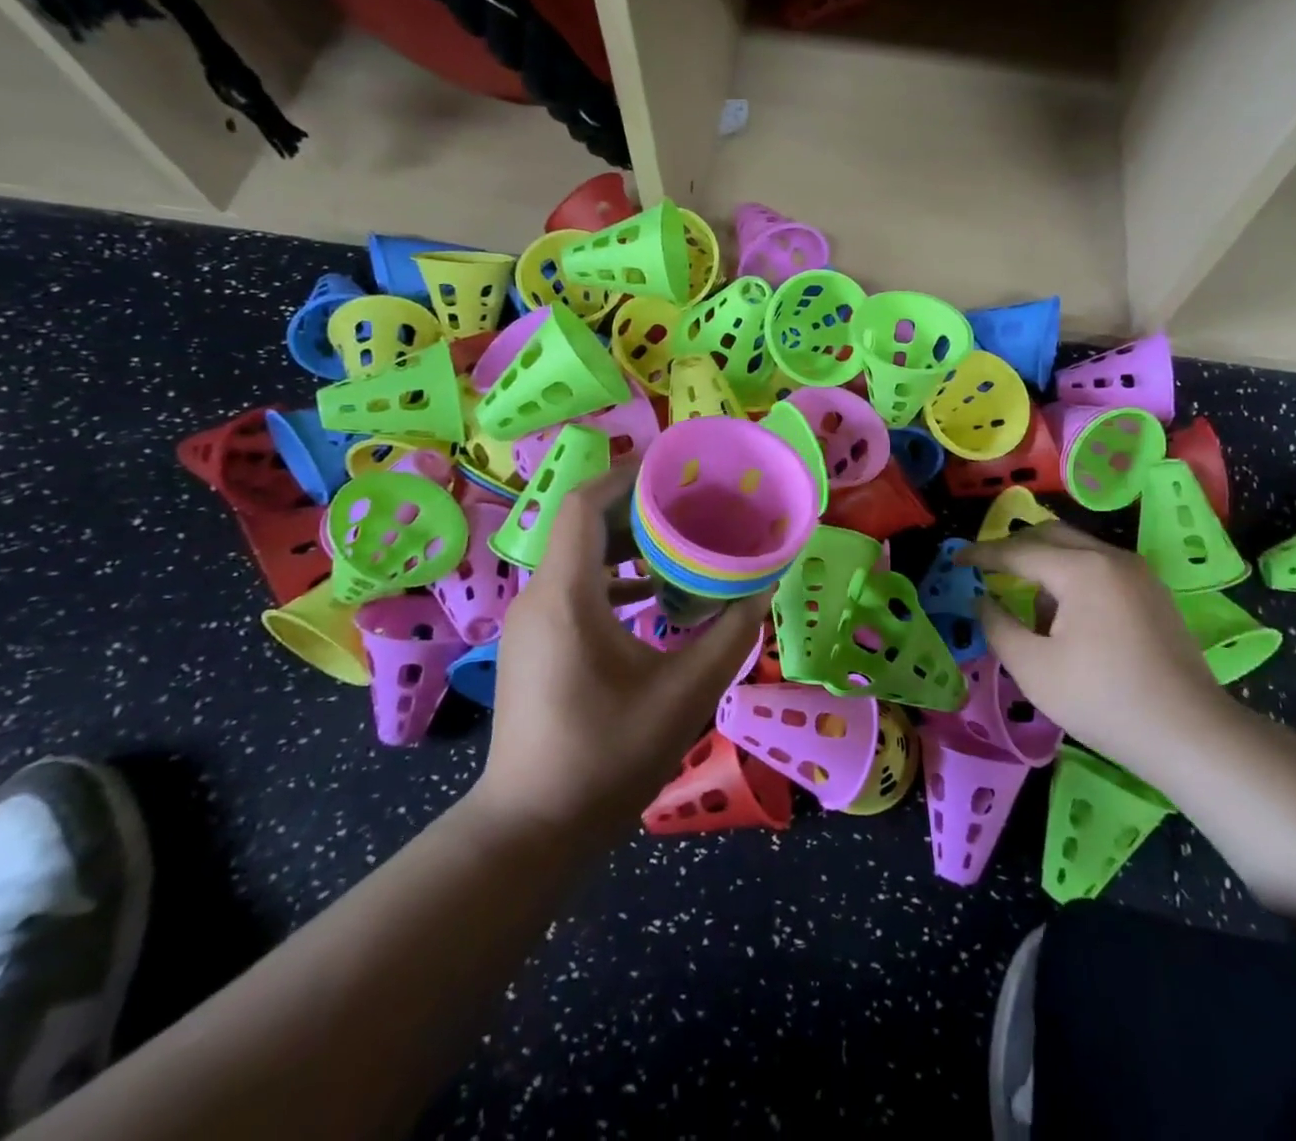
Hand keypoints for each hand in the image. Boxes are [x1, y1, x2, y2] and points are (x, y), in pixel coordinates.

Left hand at [469, 462, 769, 840]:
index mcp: (567, 596)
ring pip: (579, 557)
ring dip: (627, 542)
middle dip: (636, 504)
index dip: (628, 475)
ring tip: (681, 540)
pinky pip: (575, 588)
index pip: (584, 504)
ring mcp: (532, 623)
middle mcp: (540, 597)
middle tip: (692, 499)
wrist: (533, 830)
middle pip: (583, 524)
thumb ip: (731, 634)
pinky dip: (614, 578)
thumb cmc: (608, 756)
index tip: (676, 466)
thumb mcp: (686, 692)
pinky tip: (654, 595)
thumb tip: (763, 587)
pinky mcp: (536, 646)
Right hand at [958, 522, 1234, 781]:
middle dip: (1014, 548)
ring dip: (1045, 564)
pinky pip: (1100, 567)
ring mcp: (1139, 573)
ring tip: (1027, 605)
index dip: (982, 555)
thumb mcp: (1033, 669)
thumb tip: (982, 600)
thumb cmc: (1103, 700)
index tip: (956, 560)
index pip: (1018, 551)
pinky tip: (1067, 617)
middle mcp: (1111, 557)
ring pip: (1078, 549)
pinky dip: (1072, 576)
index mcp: (1081, 569)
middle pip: (1050, 534)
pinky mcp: (1154, 593)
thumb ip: (998, 626)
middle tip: (986, 569)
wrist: (1191, 734)